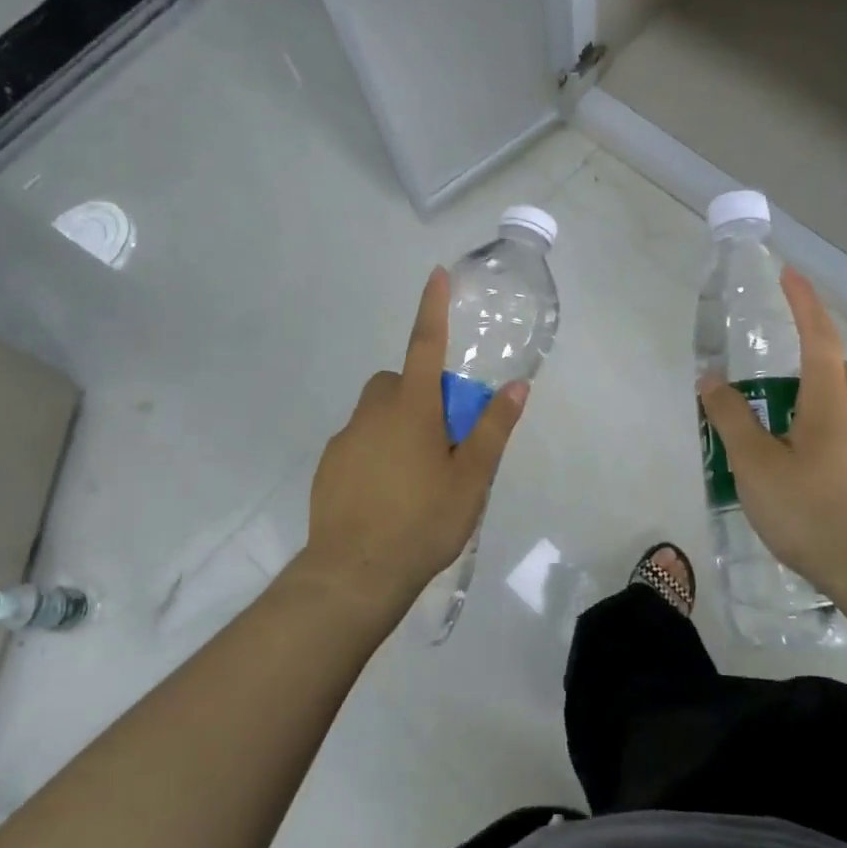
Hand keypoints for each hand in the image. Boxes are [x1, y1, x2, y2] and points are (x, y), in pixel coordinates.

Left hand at [291, 267, 527, 618]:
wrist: (354, 573)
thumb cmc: (422, 521)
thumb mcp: (471, 478)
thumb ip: (493, 429)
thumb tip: (517, 387)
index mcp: (412, 408)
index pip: (425, 345)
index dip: (432, 308)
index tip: (435, 274)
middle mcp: (374, 412)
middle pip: (398, 382)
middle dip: (418, 393)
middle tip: (442, 438)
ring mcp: (346, 438)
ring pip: (376, 414)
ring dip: (397, 425)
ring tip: (416, 475)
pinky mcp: (328, 465)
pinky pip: (358, 442)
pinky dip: (375, 452)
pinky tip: (387, 495)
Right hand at [698, 267, 846, 589]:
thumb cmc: (814, 511)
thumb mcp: (755, 466)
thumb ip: (731, 419)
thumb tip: (711, 379)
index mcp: (830, 403)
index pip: (818, 337)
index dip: (804, 303)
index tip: (790, 274)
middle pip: (843, 370)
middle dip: (816, 357)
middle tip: (780, 375)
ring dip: (822, 400)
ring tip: (785, 428)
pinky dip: (830, 435)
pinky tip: (807, 470)